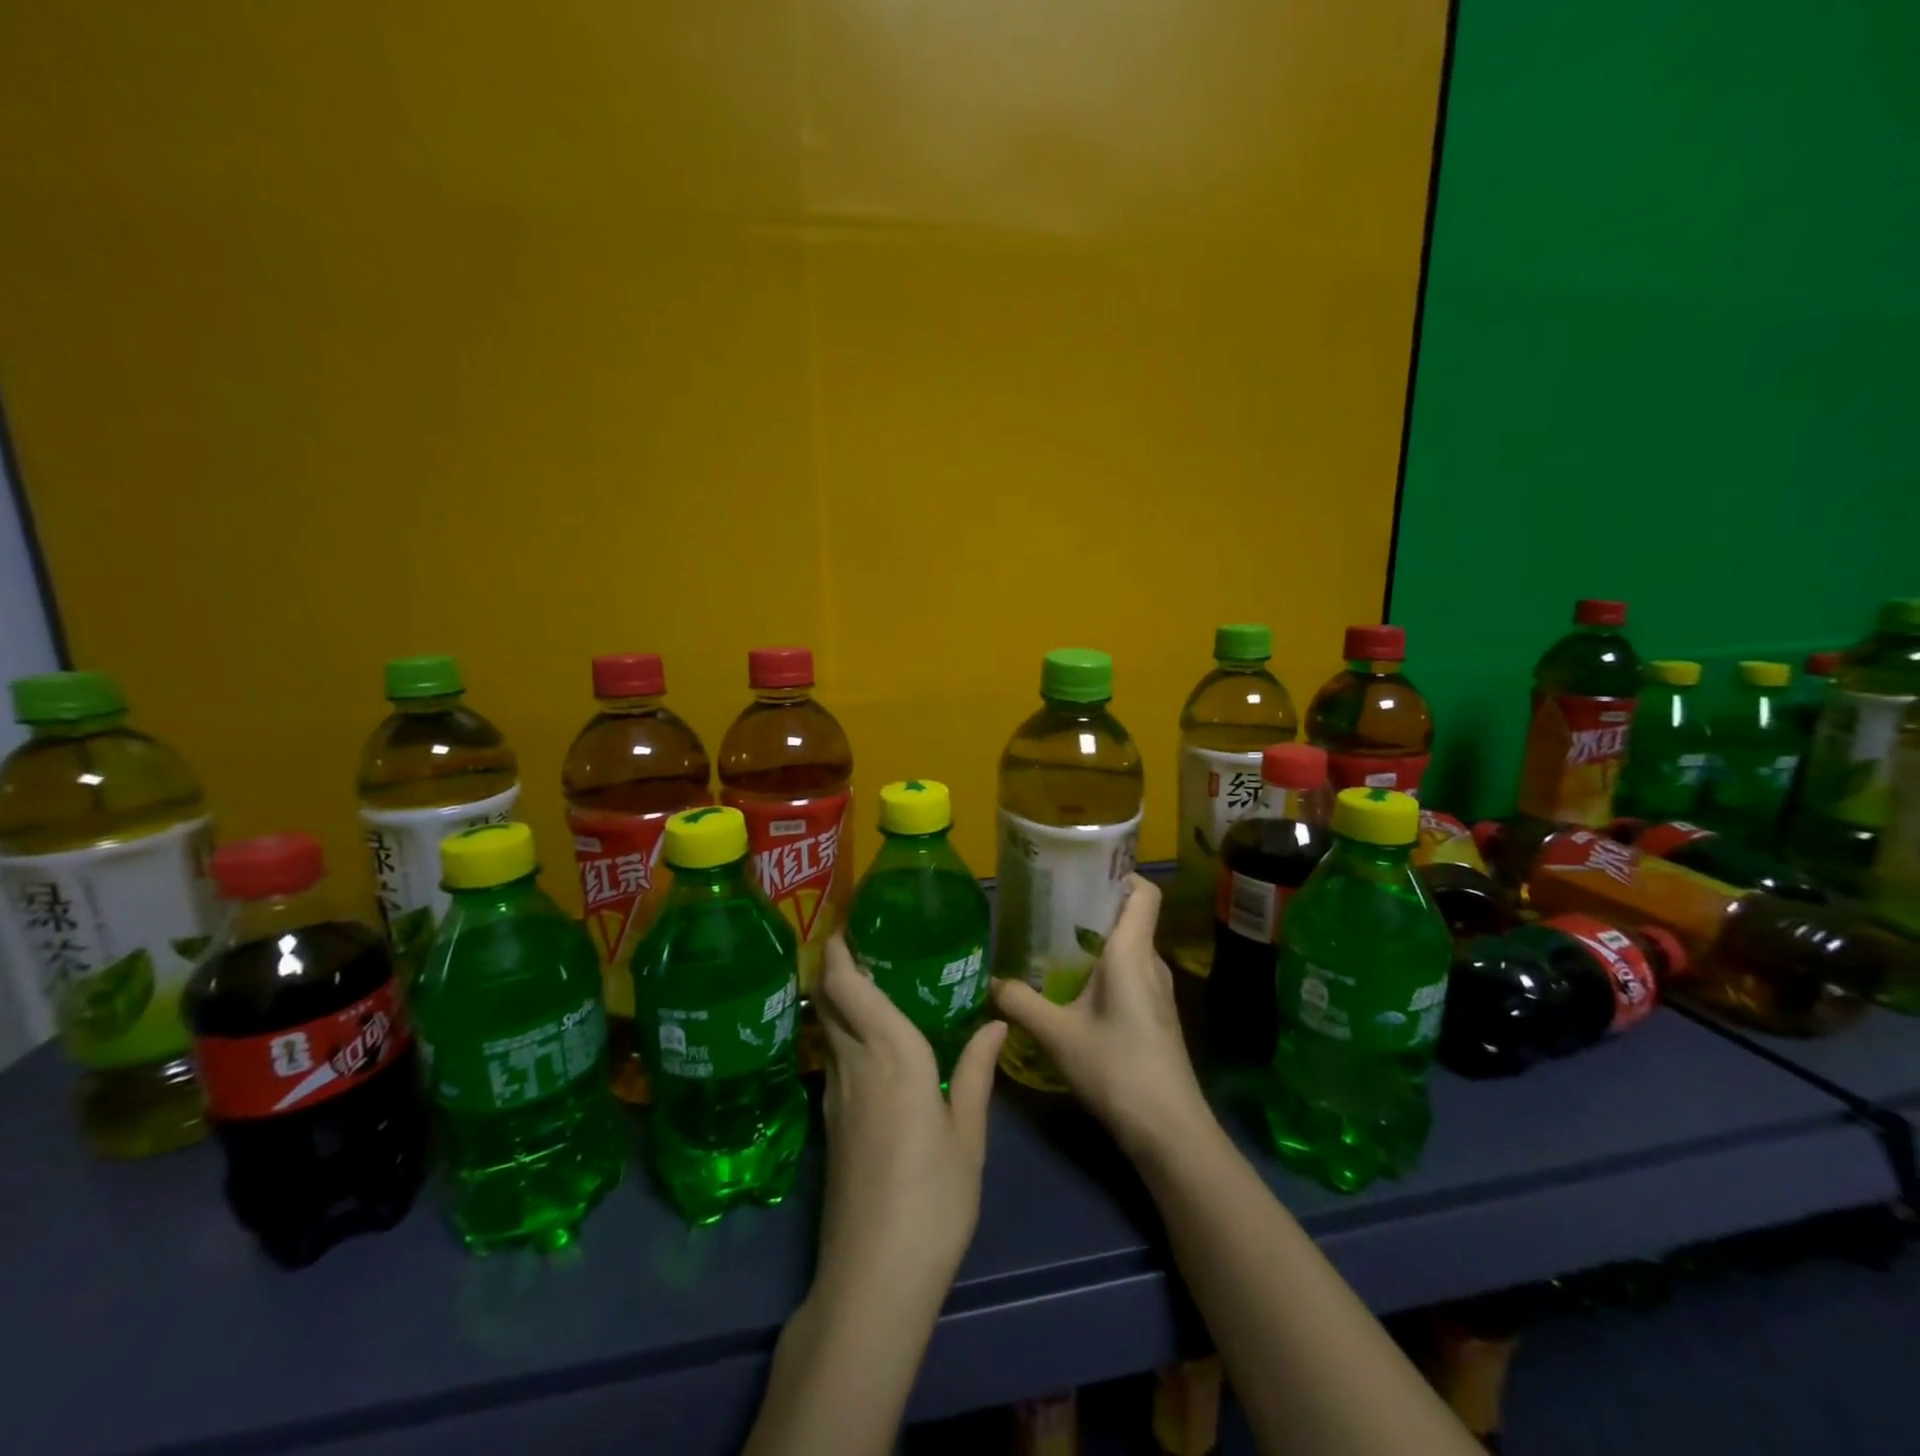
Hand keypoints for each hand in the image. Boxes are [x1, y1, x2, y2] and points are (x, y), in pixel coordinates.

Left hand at [813, 934, 1006, 1311]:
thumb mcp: (968, 1136)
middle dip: (834, 966)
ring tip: (867, 981)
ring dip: (837, 999)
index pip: (848, 987)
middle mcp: (855, 1064)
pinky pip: (833, 1059)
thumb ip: (977, 1072)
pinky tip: (868, 1044)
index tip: (845, 923)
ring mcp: (835, 1096)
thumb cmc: (934, 1199)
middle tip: (859, 941)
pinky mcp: (829, 1125)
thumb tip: (996, 1023)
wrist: (872, 1278)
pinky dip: (842, 1034)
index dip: (839, 951)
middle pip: (830, 1001)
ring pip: (828, 1029)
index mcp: (892, 1055)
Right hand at [991, 875, 1209, 1158]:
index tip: (1084, 871)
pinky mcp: (1156, 1017)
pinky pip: (1131, 974)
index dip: (1122, 874)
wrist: (1171, 1132)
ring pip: (1130, 949)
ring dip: (1098, 941)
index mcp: (1132, 953)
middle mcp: (1151, 964)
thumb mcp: (1058, 1035)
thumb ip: (1022, 1004)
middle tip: (1051, 907)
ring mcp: (1158, 993)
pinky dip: (1106, 969)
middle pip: (1131, 918)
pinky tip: (1075, 990)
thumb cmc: (1118, 1070)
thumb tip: (991, 982)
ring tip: (1055, 945)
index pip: (1144, 893)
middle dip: (1094, 907)